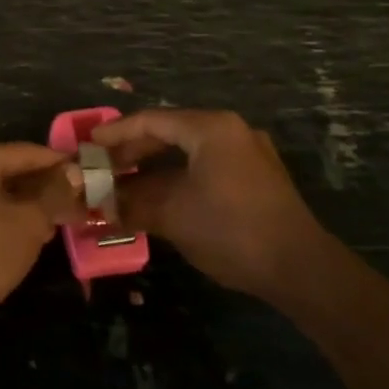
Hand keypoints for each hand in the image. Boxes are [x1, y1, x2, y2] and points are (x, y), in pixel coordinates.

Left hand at [0, 143, 82, 336]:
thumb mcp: (30, 218)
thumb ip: (55, 192)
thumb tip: (75, 172)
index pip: (25, 152)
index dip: (59, 163)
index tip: (91, 171)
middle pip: (13, 173)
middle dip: (49, 187)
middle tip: (85, 198)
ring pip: (4, 197)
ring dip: (36, 207)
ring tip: (72, 217)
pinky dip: (17, 222)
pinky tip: (44, 234)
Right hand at [92, 109, 323, 299]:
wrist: (300, 268)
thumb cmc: (231, 230)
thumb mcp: (173, 215)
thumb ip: (132, 203)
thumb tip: (100, 205)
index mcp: (211, 128)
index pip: (152, 121)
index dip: (116, 133)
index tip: (89, 145)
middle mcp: (231, 131)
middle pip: (170, 132)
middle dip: (134, 152)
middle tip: (104, 167)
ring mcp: (248, 153)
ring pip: (188, 151)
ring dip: (155, 168)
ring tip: (125, 184)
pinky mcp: (257, 178)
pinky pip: (206, 166)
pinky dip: (178, 177)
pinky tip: (159, 197)